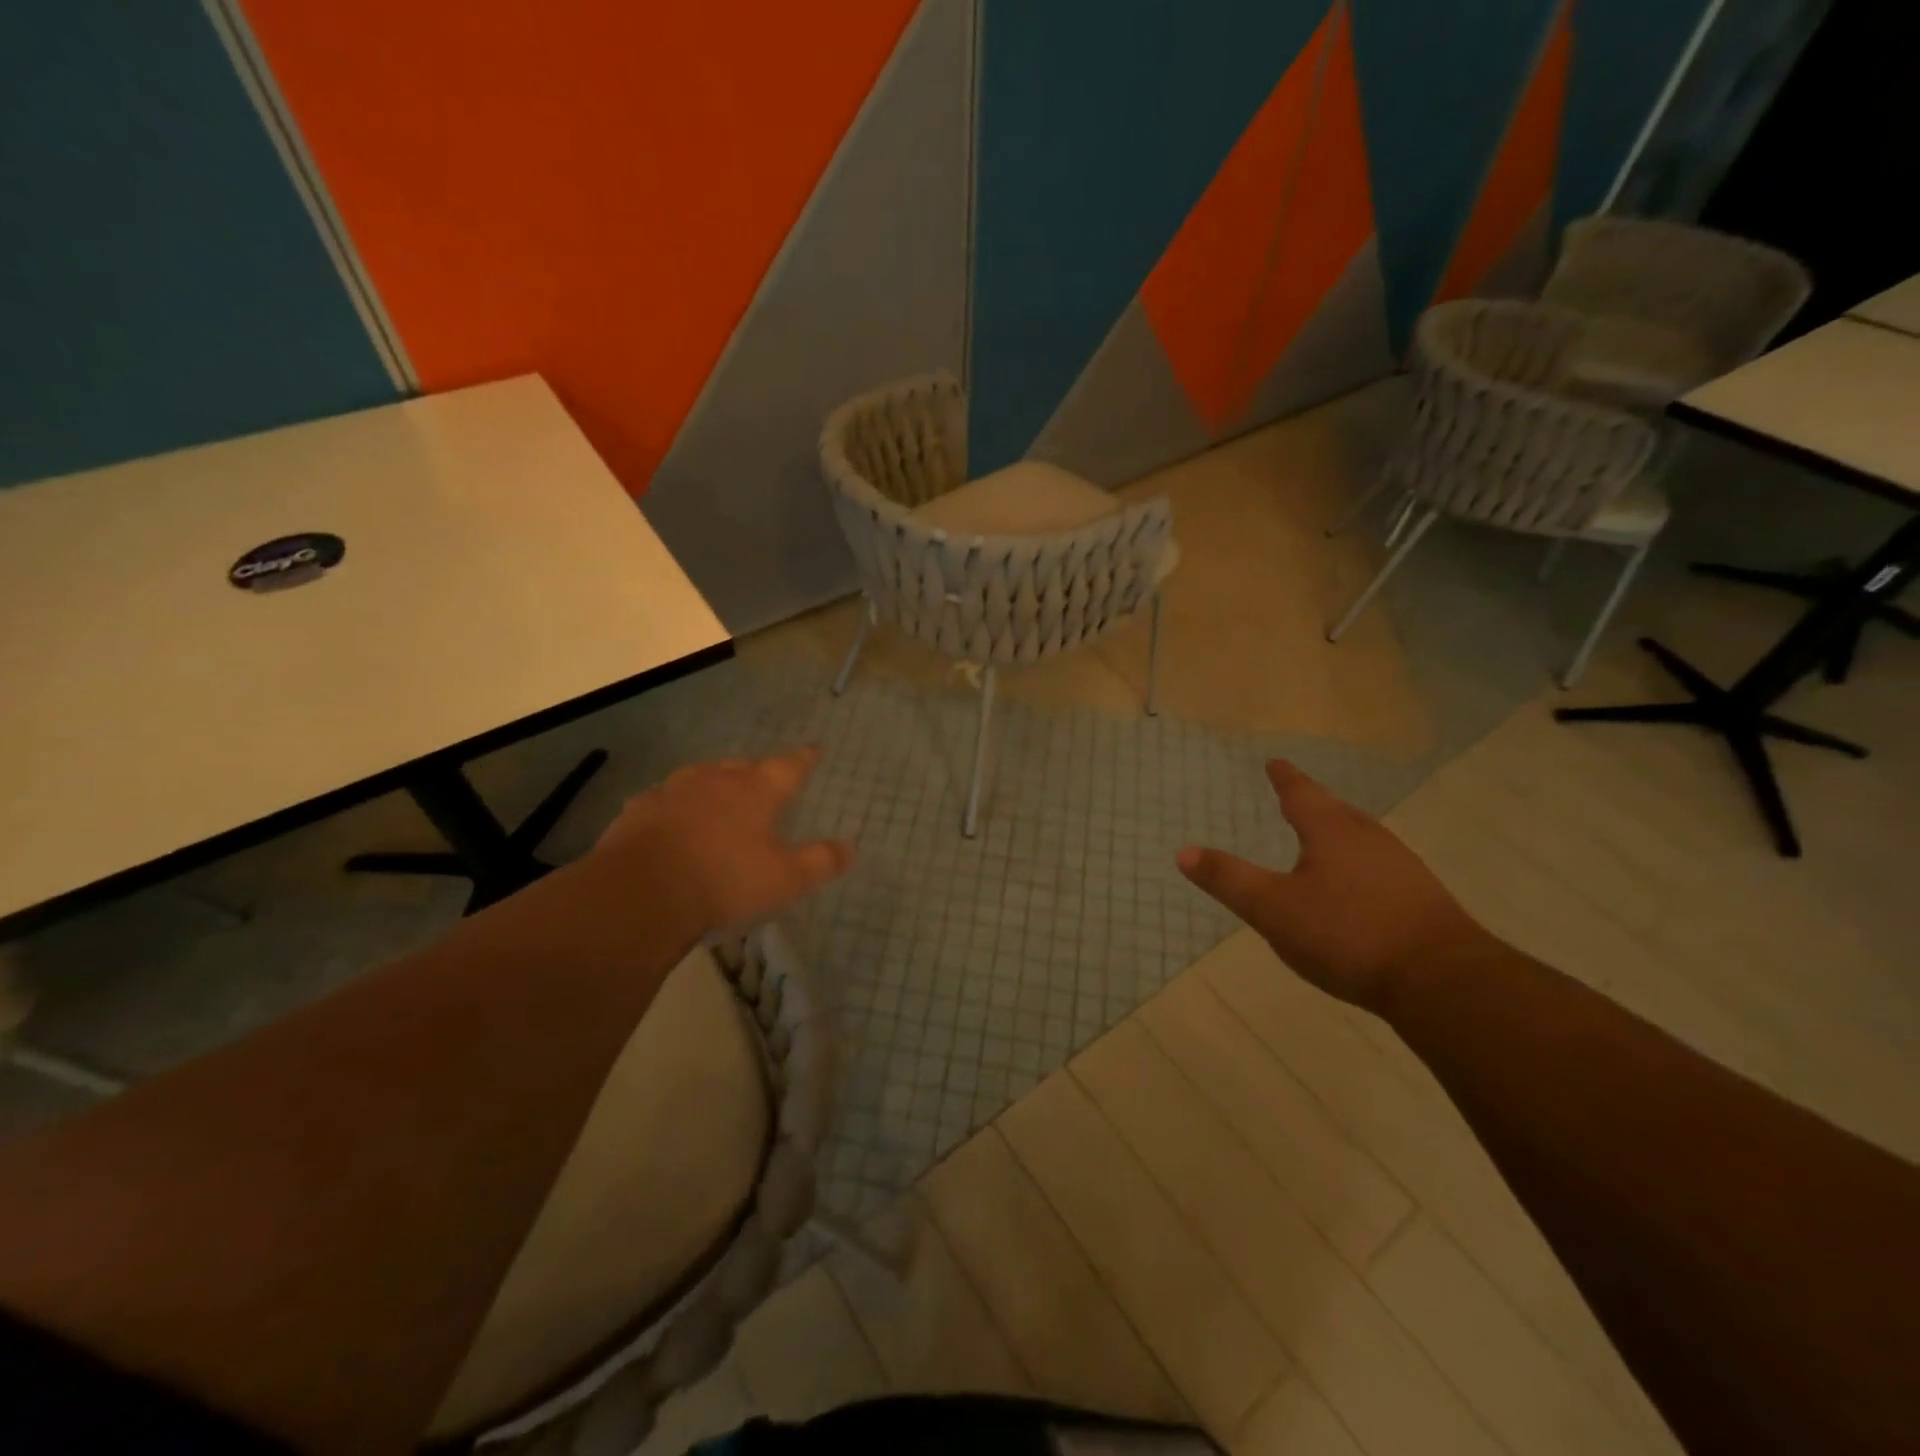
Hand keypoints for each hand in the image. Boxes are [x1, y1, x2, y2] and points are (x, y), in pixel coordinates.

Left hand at [596, 748, 853, 936]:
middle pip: (743, 766)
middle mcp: (715, 780)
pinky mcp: (639, 810)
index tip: (815, 750)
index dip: (805, 759)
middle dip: (757, 771)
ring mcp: (673, 792)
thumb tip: (850, 847)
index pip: (789, 767)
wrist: (639, 893)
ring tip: (720, 794)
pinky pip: (666, 799)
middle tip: (764, 779)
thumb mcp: (784, 879)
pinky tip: (674, 819)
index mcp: (755, 791)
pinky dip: (678, 805)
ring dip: (715, 783)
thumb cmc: (723, 881)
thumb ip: (820, 862)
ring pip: (702, 777)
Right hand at [1177, 760, 1485, 1008]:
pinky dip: (1357, 862)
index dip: (1284, 778)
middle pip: (1335, 810)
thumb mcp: (1272, 908)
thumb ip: (1229, 880)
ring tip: (1321, 835)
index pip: (1301, 793)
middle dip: (1312, 801)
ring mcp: (1400, 866)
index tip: (1275, 763)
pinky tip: (1356, 884)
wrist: (1440, 980)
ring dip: (1337, 831)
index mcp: (1330, 831)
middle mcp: (1368, 837)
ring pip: (1360, 836)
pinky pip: (1378, 864)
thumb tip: (1182, 851)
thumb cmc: (1346, 933)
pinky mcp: (1420, 897)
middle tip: (1295, 795)